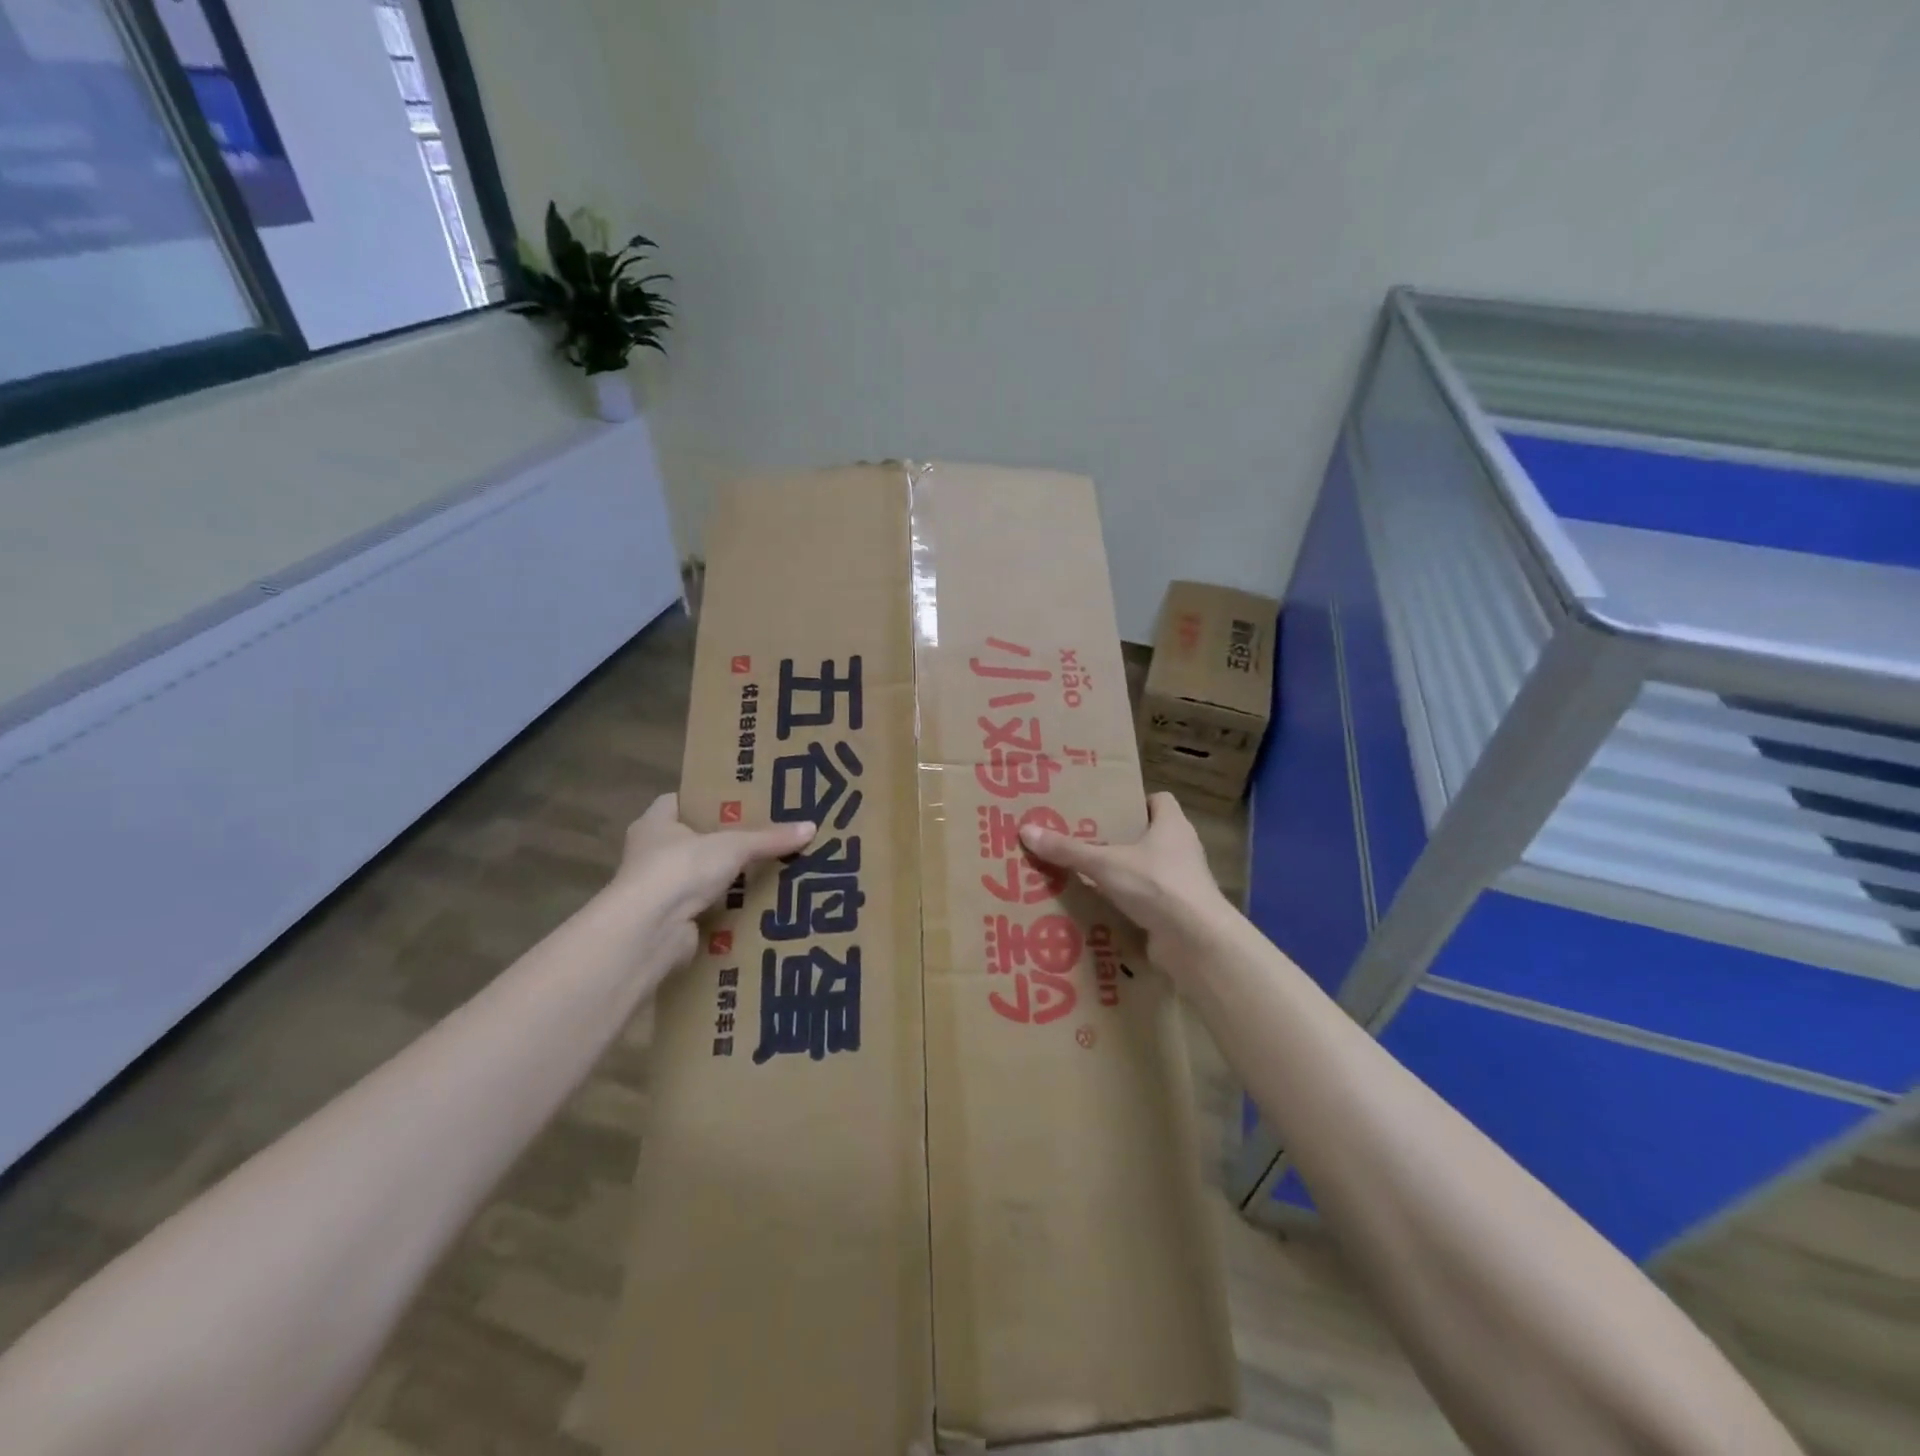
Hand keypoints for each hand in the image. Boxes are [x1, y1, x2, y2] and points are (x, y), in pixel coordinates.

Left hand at [611, 793, 813, 968]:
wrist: (649, 931)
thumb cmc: (681, 869)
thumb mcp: (733, 846)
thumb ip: (770, 838)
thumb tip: (812, 827)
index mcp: (655, 823)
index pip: (681, 801)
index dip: (709, 800)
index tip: (742, 801)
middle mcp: (651, 853)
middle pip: (695, 840)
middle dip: (727, 841)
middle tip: (767, 835)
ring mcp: (658, 890)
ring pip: (702, 877)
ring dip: (729, 878)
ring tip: (771, 870)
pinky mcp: (671, 921)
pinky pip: (706, 908)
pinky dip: (728, 908)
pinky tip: (758, 905)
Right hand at [1019, 791, 1230, 975]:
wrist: (1196, 941)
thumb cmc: (1156, 884)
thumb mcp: (1104, 863)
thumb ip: (1068, 849)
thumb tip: (1026, 830)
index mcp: (1172, 825)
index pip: (1159, 801)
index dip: (1135, 802)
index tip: (1107, 809)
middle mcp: (1182, 850)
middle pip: (1151, 836)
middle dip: (1121, 840)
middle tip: (1085, 841)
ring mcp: (1183, 884)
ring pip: (1149, 871)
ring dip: (1123, 875)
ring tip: (1085, 876)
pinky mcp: (1178, 913)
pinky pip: (1149, 902)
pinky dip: (1129, 905)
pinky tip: (1100, 909)